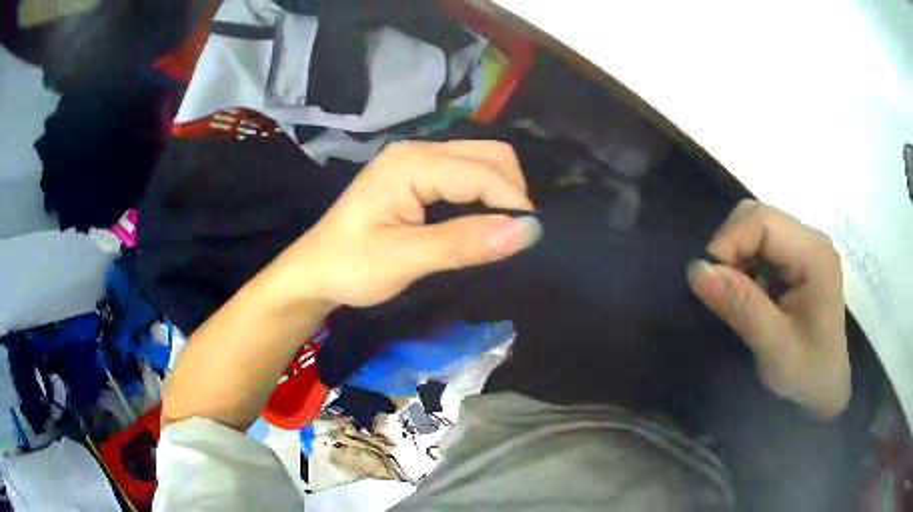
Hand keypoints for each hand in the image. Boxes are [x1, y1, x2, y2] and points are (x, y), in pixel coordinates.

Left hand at [276, 141, 541, 307]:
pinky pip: (467, 174)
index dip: (513, 202)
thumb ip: (463, 243)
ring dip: (500, 192)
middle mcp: (418, 151)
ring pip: (482, 161)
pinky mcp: (418, 176)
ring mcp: (418, 161)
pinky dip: (485, 195)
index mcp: (411, 163)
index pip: (483, 171)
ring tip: (501, 232)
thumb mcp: (404, 259)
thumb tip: (527, 231)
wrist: (313, 272)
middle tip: (513, 236)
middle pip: (489, 154)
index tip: (528, 240)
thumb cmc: (350, 267)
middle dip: (511, 191)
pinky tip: (482, 221)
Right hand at [687, 200, 849, 417]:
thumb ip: (741, 306)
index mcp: (813, 254)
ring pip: (756, 227)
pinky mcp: (797, 258)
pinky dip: (745, 263)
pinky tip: (748, 292)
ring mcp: (805, 246)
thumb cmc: (807, 372)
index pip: (762, 221)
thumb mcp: (774, 347)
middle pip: (758, 217)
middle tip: (719, 289)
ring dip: (736, 255)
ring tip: (734, 294)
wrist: (826, 385)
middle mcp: (810, 239)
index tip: (707, 281)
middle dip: (730, 246)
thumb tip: (696, 270)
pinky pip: (761, 245)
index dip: (728, 242)